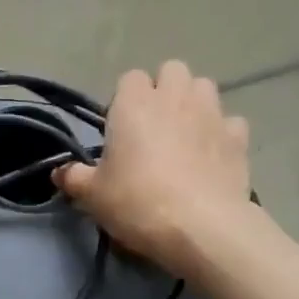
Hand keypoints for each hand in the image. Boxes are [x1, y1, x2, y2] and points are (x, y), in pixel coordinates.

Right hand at [55, 61, 255, 278]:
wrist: (201, 227)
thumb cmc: (137, 203)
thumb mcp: (93, 196)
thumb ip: (74, 178)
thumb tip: (59, 171)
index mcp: (135, 103)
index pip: (129, 79)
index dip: (124, 102)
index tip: (120, 133)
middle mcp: (176, 96)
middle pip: (172, 71)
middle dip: (164, 91)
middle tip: (154, 130)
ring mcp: (213, 113)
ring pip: (204, 88)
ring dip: (194, 104)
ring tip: (184, 138)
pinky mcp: (239, 137)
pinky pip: (229, 123)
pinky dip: (220, 134)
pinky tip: (211, 158)